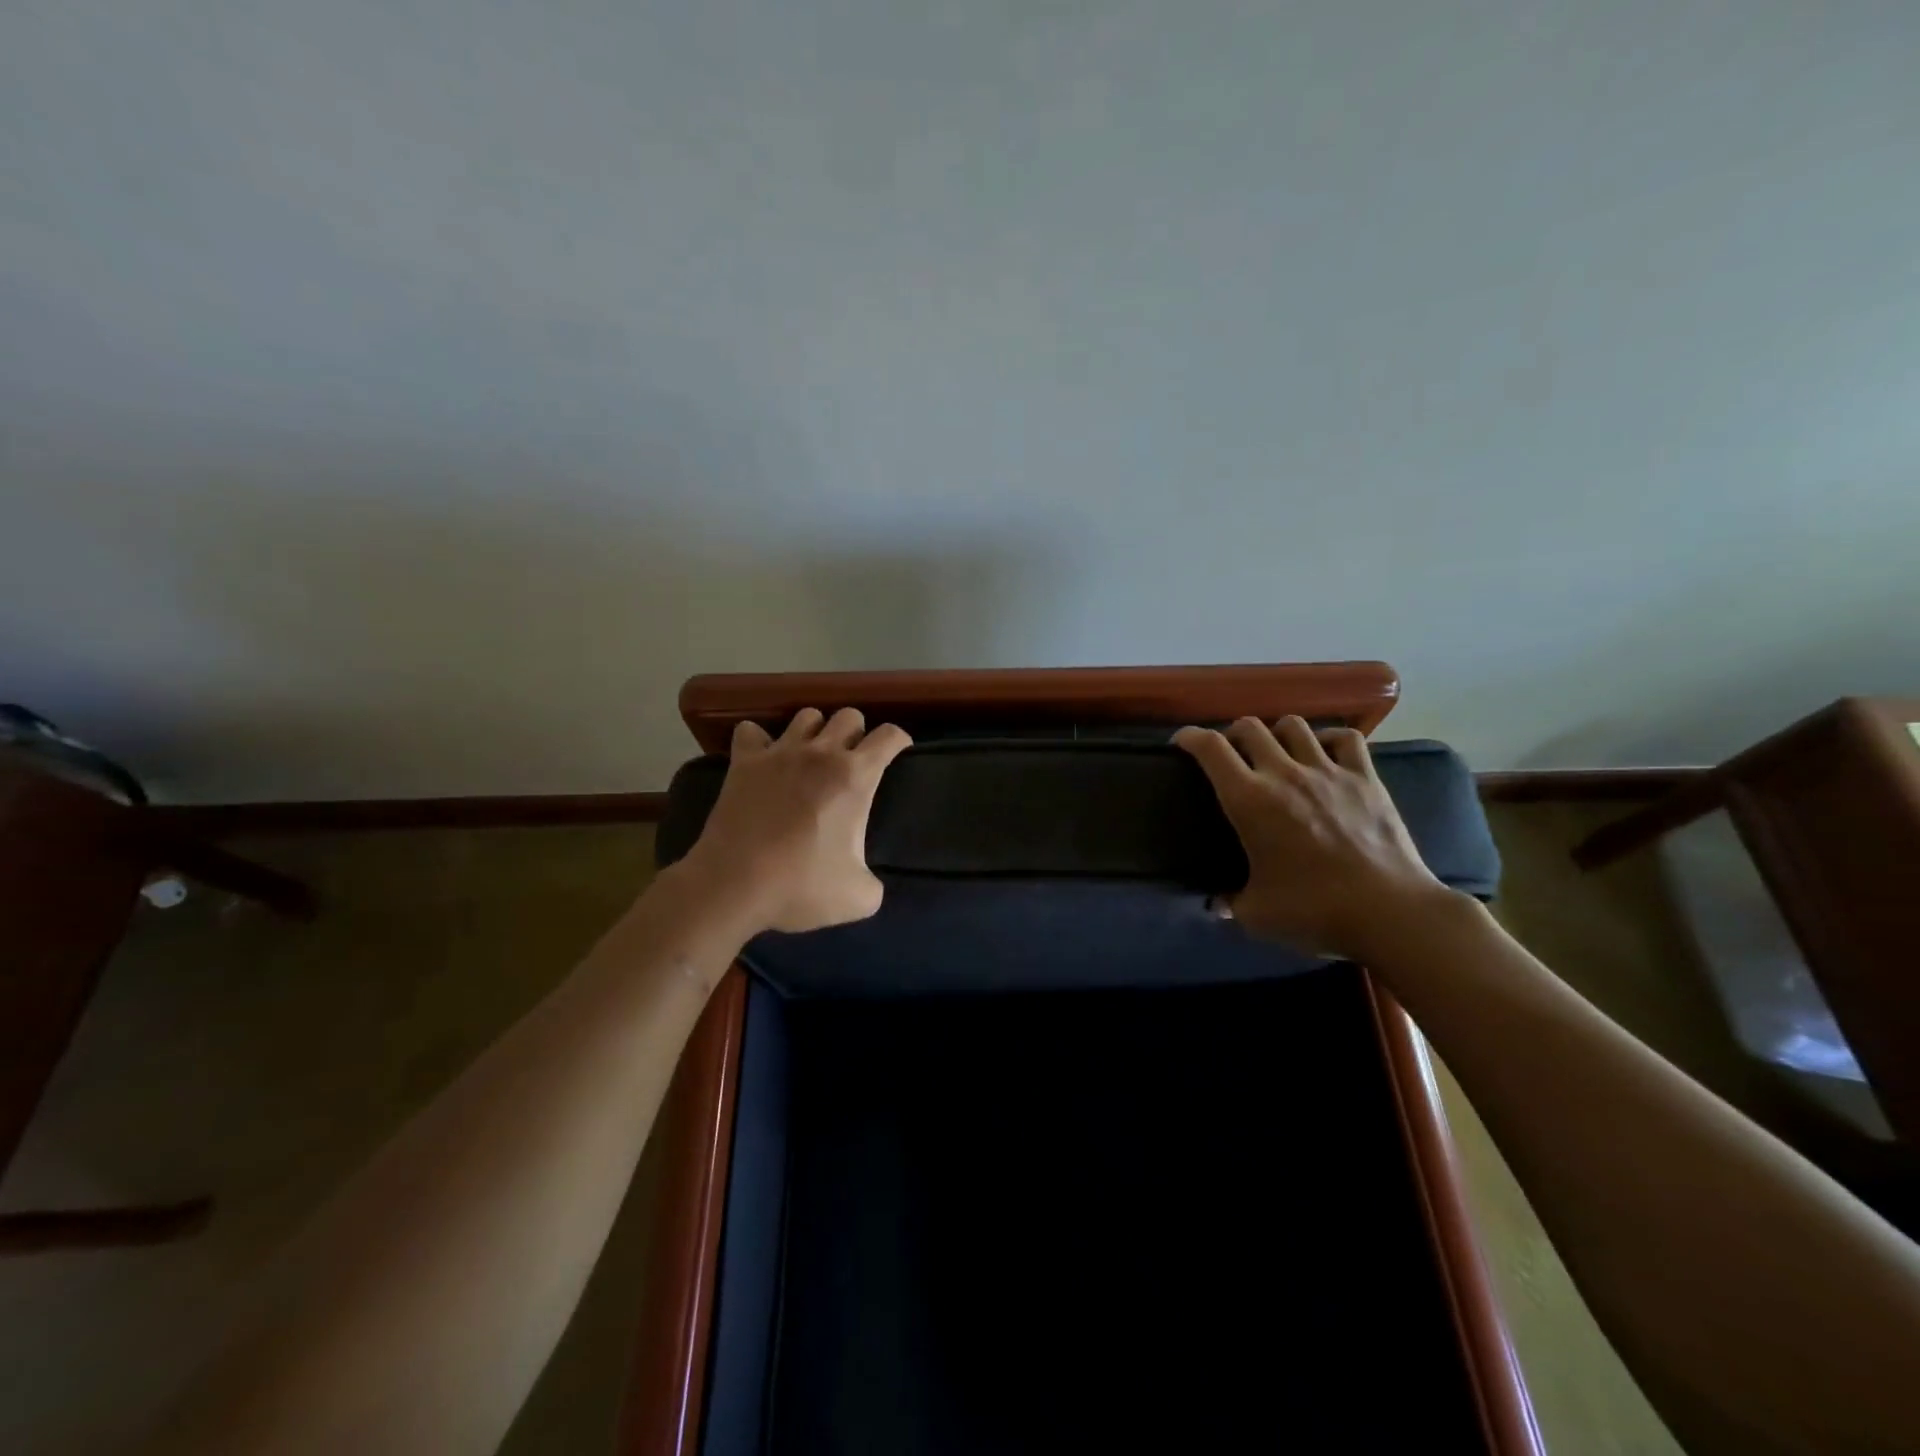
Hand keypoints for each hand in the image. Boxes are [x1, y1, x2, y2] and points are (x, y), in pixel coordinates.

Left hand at [676, 707, 911, 933]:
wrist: (734, 885)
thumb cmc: (801, 886)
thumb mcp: (859, 898)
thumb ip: (874, 884)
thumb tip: (869, 882)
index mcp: (855, 776)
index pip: (889, 736)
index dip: (899, 740)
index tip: (899, 753)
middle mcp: (820, 753)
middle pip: (848, 716)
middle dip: (856, 733)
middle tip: (852, 761)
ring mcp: (779, 753)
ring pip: (806, 716)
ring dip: (815, 731)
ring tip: (811, 756)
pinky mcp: (744, 762)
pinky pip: (752, 731)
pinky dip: (760, 740)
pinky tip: (764, 758)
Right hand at [1173, 716, 1454, 961]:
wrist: (1390, 913)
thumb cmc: (1314, 911)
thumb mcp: (1256, 915)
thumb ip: (1230, 903)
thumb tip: (1217, 903)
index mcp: (1249, 800)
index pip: (1211, 748)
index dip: (1191, 737)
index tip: (1182, 742)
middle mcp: (1284, 774)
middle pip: (1250, 727)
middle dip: (1232, 734)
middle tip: (1231, 754)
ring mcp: (1328, 772)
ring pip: (1294, 725)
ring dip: (1277, 733)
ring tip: (1277, 751)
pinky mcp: (1366, 778)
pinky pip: (1346, 738)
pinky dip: (1329, 739)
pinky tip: (1324, 753)